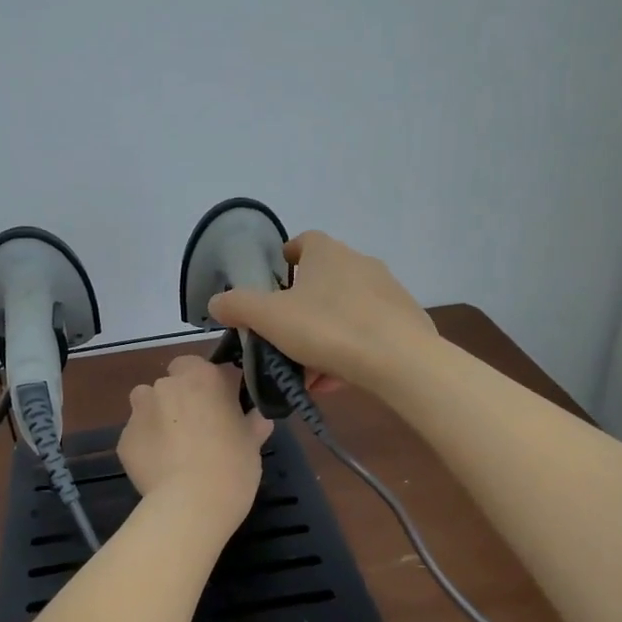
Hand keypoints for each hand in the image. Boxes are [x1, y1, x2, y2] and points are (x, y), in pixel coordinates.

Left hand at [118, 356, 270, 530]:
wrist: (191, 504)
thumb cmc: (232, 465)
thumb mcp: (252, 442)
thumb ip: (253, 422)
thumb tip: (258, 417)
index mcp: (201, 376)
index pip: (201, 366)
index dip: (209, 386)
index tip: (220, 407)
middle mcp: (166, 385)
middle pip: (171, 384)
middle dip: (181, 399)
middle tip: (198, 429)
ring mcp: (140, 411)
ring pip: (148, 405)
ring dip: (158, 418)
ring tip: (174, 448)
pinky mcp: (124, 439)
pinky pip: (138, 436)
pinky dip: (146, 446)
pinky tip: (160, 468)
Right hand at [208, 231, 437, 394]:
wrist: (401, 360)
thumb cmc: (328, 328)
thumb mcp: (270, 318)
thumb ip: (238, 306)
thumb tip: (216, 302)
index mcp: (327, 253)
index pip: (304, 241)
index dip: (287, 258)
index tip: (275, 281)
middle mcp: (360, 263)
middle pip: (323, 281)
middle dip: (302, 308)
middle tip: (285, 337)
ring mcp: (387, 291)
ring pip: (344, 311)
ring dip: (324, 335)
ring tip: (309, 371)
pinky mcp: (406, 320)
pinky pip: (367, 331)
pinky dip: (349, 349)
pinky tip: (337, 379)